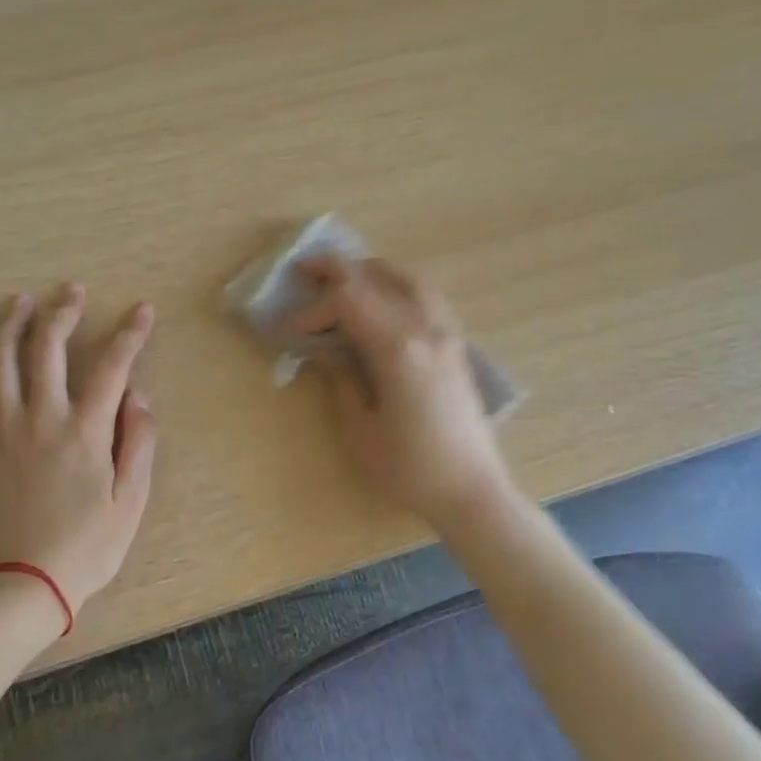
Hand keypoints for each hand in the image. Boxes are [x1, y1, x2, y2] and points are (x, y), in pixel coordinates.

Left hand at [0, 285, 157, 617]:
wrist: (21, 586)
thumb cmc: (86, 548)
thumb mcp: (130, 502)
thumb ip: (139, 443)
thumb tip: (139, 396)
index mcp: (86, 431)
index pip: (112, 367)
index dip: (130, 334)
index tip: (143, 309)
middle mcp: (42, 419)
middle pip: (48, 350)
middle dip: (62, 312)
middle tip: (73, 289)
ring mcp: (6, 432)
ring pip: (1, 364)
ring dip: (10, 326)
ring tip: (19, 300)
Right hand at [285, 256, 515, 528]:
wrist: (472, 491)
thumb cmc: (410, 469)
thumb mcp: (361, 430)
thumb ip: (342, 381)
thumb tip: (325, 351)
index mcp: (397, 349)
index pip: (347, 302)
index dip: (312, 310)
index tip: (287, 331)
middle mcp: (425, 329)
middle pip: (376, 278)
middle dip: (336, 270)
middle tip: (305, 270)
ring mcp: (447, 334)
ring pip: (408, 279)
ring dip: (371, 272)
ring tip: (345, 278)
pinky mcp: (457, 346)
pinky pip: (427, 297)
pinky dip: (399, 286)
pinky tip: (385, 303)